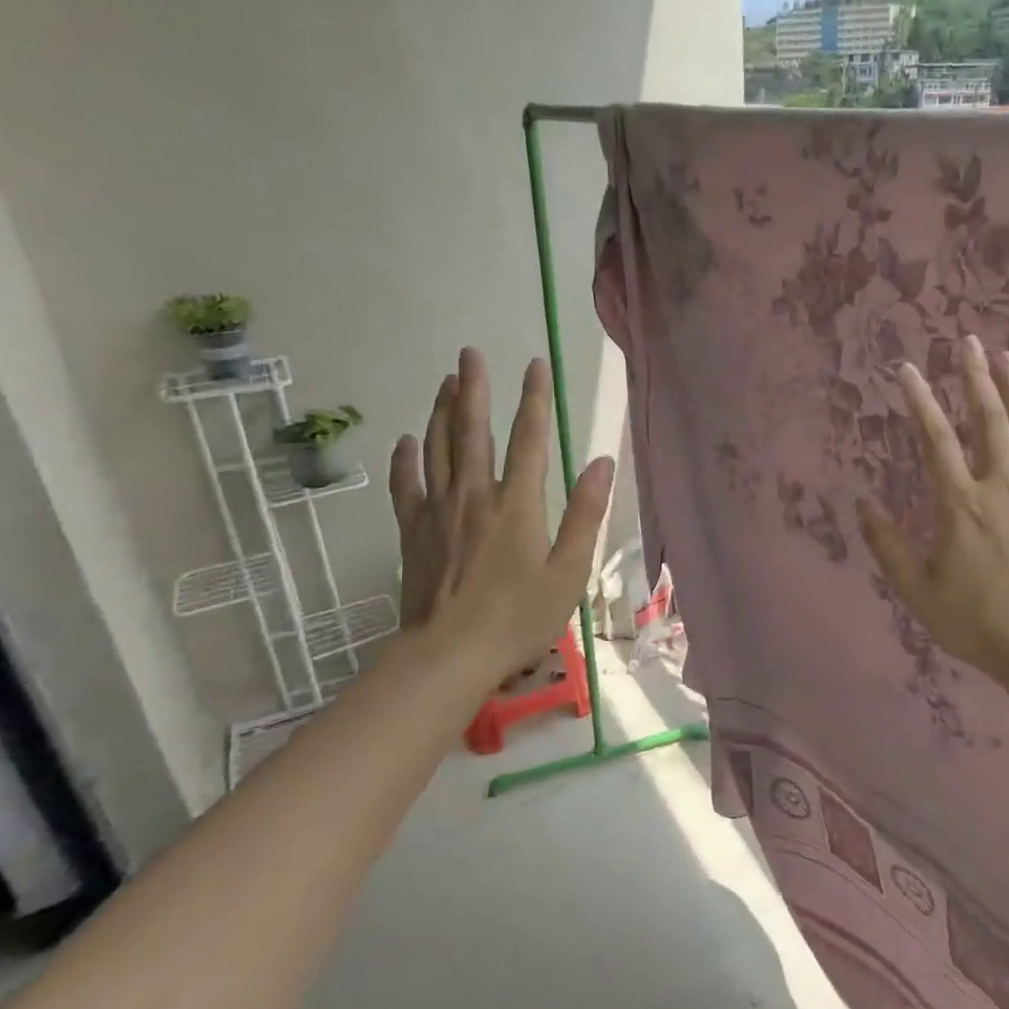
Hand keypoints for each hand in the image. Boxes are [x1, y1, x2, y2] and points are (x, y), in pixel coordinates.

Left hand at [388, 347, 613, 682]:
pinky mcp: (413, 531)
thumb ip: (585, 515)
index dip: (534, 399)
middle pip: (473, 431)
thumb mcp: (569, 572)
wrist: (449, 655)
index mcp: (517, 504)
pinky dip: (406, 459)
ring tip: (444, 381)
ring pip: (437, 448)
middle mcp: (475, 495)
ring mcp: (438, 511)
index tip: (535, 364)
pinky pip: (407, 485)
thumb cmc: (518, 618)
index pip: (529, 438)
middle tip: (469, 353)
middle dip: (474, 389)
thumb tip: (602, 463)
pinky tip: (406, 441)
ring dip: (441, 411)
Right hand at [857, 335, 1008, 693]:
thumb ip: (886, 544)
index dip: (920, 400)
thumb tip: (863, 503)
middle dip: (976, 376)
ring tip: (1006, 357)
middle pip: (990, 419)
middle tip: (969, 341)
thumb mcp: (916, 590)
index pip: (936, 438)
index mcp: (961, 504)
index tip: (908, 369)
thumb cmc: (975, 621)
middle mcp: (1002, 487)